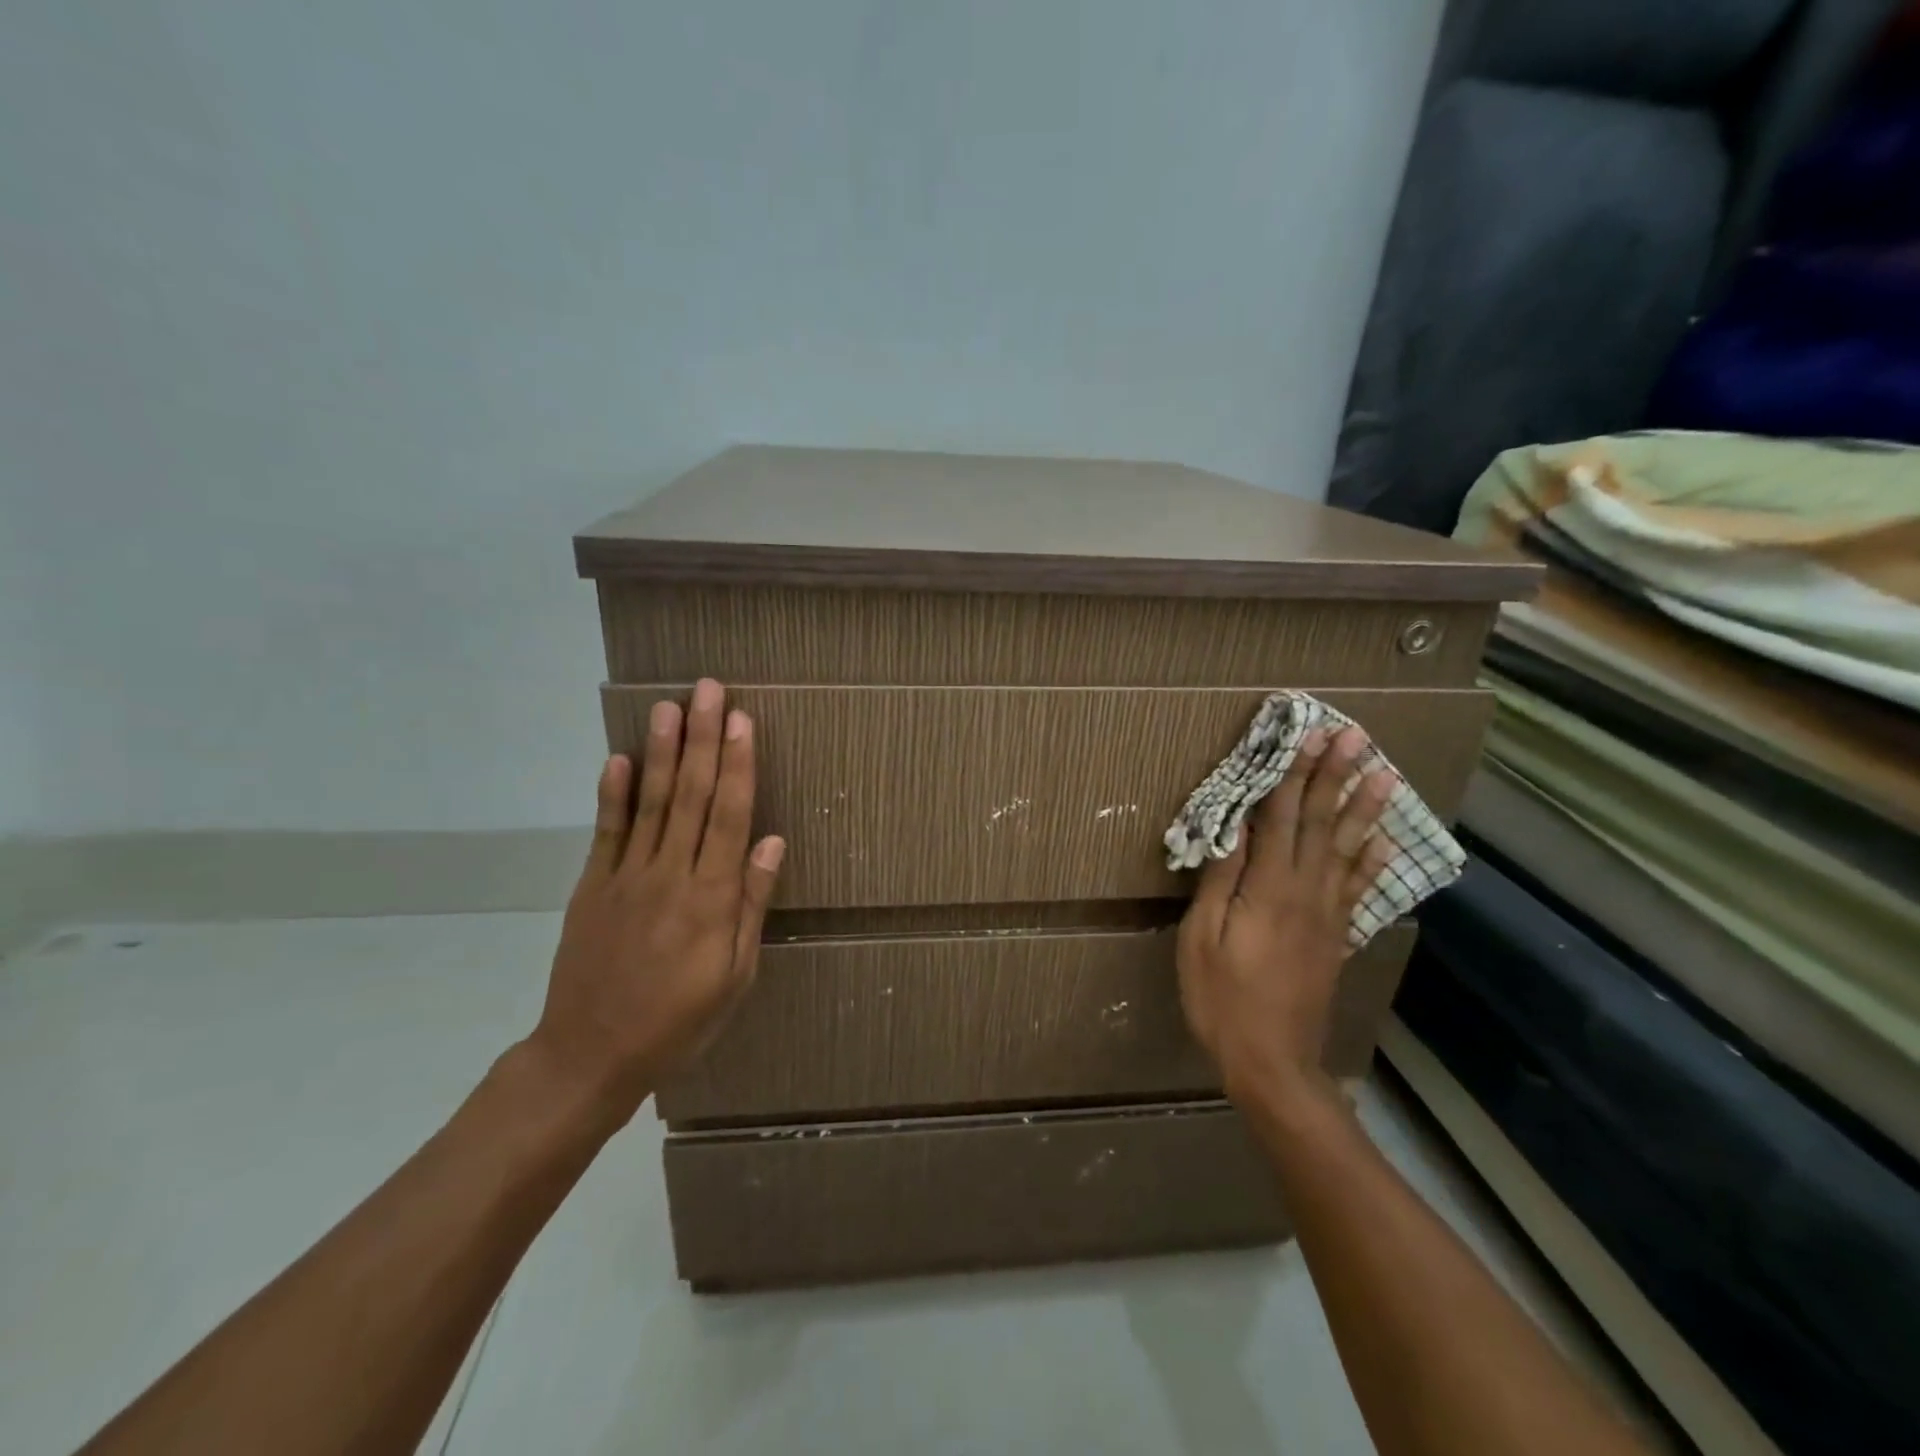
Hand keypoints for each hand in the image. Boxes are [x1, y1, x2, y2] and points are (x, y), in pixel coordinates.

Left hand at [528, 678, 784, 1115]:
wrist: (589, 1055)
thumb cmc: (678, 1021)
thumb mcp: (735, 976)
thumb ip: (751, 905)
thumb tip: (772, 842)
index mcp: (711, 899)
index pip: (730, 816)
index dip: (738, 765)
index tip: (743, 721)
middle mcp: (670, 875)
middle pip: (692, 796)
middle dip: (704, 739)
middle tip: (709, 690)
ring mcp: (626, 877)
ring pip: (651, 803)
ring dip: (663, 752)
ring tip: (670, 707)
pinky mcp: (592, 886)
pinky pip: (606, 832)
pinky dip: (613, 793)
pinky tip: (620, 758)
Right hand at [1176, 725, 1395, 1107]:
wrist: (1272, 1062)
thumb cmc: (1222, 998)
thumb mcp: (1202, 938)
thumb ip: (1221, 881)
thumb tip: (1234, 829)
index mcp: (1269, 890)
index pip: (1282, 819)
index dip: (1294, 775)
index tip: (1309, 737)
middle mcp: (1307, 893)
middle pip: (1321, 824)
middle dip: (1335, 776)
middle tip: (1354, 736)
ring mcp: (1328, 915)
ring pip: (1348, 850)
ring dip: (1363, 809)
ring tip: (1383, 773)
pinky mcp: (1336, 936)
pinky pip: (1359, 889)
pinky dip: (1373, 861)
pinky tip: (1385, 841)